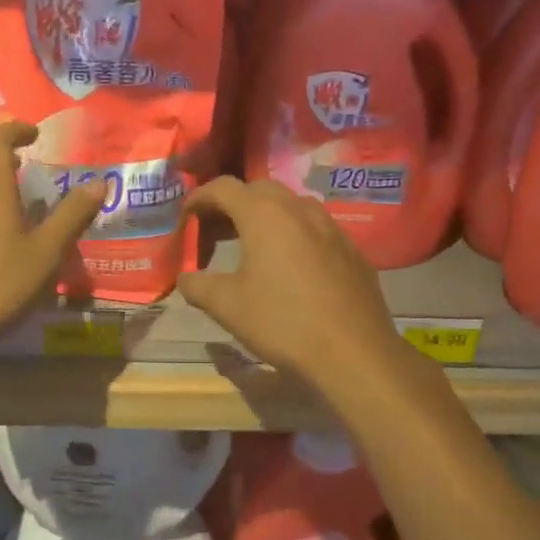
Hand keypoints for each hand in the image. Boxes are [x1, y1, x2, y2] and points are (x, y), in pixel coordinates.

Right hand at [179, 178, 409, 387]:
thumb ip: (198, 286)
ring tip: (253, 245)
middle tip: (216, 231)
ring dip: (267, 217)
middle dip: (233, 204)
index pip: (224, 188)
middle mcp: (300, 209)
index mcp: (265, 215)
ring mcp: (331, 227)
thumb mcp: (228, 307)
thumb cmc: (283, 322)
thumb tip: (185, 278)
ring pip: (292, 206)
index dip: (200, 197)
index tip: (187, 217)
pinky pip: (316, 228)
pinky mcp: (352, 249)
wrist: (354, 351)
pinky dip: (295, 234)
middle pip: (259, 190)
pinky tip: (292, 266)